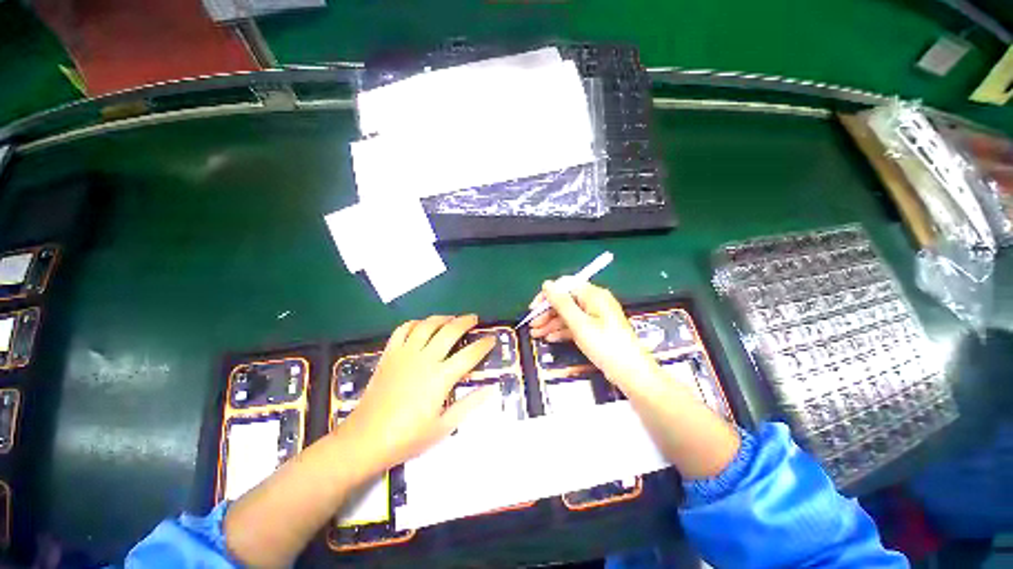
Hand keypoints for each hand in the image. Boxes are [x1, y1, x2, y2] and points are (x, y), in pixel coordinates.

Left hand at [337, 315, 496, 474]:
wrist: (365, 439)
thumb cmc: (407, 437)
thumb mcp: (444, 427)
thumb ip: (469, 404)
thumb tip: (492, 389)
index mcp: (441, 377)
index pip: (470, 354)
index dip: (484, 345)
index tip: (491, 339)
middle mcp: (425, 359)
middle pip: (450, 331)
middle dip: (466, 321)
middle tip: (474, 319)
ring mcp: (405, 354)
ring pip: (428, 325)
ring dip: (443, 318)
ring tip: (451, 318)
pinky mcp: (389, 354)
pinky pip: (403, 330)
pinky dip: (415, 323)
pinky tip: (422, 325)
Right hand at [530, 280, 661, 397]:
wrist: (631, 373)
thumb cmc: (605, 345)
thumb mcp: (579, 324)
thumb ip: (562, 303)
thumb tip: (547, 284)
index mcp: (593, 295)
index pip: (564, 286)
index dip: (547, 296)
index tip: (533, 309)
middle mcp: (594, 301)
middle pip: (565, 301)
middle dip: (547, 312)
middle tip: (532, 326)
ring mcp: (596, 316)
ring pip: (569, 314)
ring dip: (552, 323)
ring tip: (536, 335)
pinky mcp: (596, 329)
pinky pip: (576, 324)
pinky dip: (563, 330)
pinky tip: (550, 338)